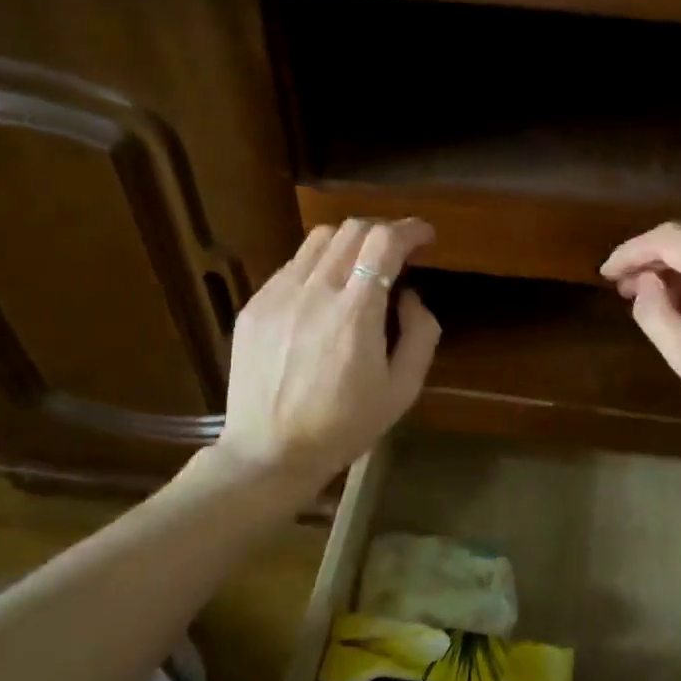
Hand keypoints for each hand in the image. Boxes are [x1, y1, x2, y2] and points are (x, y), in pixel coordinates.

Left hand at [219, 218, 440, 480]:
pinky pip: (293, 266)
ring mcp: (278, 295)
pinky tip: (324, 296)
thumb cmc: (344, 426)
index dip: (411, 229)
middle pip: (353, 229)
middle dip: (384, 230)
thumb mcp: (402, 390)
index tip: (425, 236)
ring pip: (319, 239)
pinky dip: (319, 266)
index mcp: (356, 313)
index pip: (384, 241)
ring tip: (360, 266)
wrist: (268, 452)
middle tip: (398, 251)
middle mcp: (315, 292)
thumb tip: (410, 295)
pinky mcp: (255, 305)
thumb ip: (420, 334)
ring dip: (350, 242)